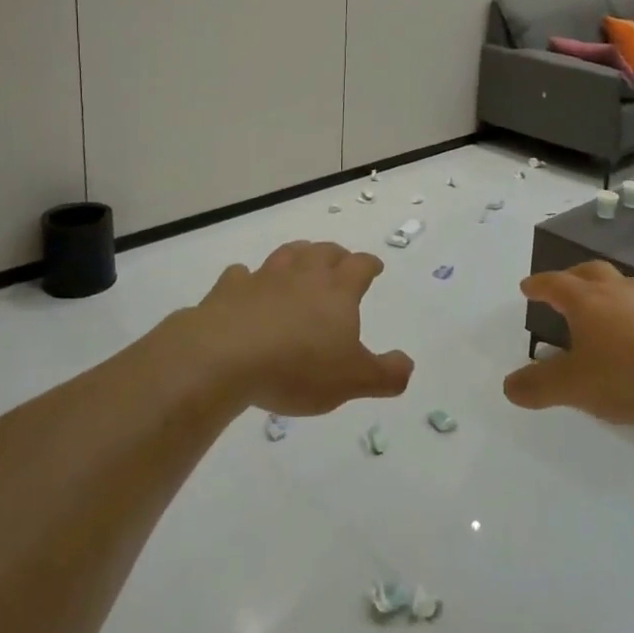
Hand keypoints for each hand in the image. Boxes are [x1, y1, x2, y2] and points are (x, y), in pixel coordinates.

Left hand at [179, 241, 412, 415]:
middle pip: (324, 251)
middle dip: (335, 255)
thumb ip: (385, 374)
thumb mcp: (352, 380)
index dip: (370, 264)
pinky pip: (241, 275)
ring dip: (298, 255)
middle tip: (340, 262)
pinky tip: (247, 284)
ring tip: (301, 262)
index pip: (360, 265)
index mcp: (337, 290)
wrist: (225, 357)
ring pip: (287, 254)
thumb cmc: (298, 367)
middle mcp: (303, 275)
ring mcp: (264, 278)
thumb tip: (408, 365)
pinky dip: (247, 278)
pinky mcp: (229, 290)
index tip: (374, 267)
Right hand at [504, 261, 633, 423]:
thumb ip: (541, 386)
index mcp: (587, 301)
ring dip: (605, 289)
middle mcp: (616, 291)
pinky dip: (632, 309)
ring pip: (621, 284)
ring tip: (602, 304)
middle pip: (590, 272)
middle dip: (571, 277)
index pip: (555, 284)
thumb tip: (509, 386)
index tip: (527, 287)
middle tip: (563, 286)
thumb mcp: (577, 387)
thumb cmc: (631, 372)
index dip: (538, 285)